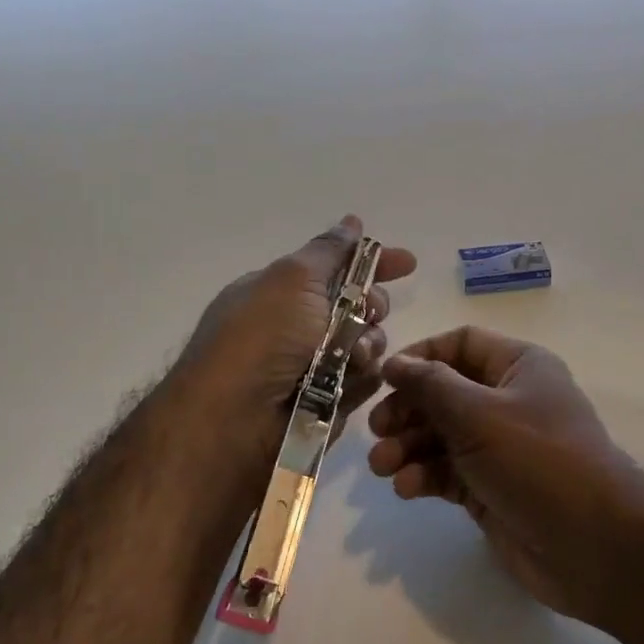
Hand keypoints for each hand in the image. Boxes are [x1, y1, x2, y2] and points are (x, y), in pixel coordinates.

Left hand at [173, 216, 417, 453]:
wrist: (236, 421)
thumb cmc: (260, 337)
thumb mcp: (291, 279)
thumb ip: (329, 251)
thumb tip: (352, 222)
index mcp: (281, 293)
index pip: (337, 268)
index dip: (373, 263)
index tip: (407, 263)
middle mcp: (298, 327)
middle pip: (361, 306)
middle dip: (372, 306)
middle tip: (367, 312)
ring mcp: (315, 366)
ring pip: (369, 344)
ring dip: (366, 344)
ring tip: (347, 357)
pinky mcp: (331, 401)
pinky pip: (366, 380)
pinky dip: (360, 378)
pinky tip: (345, 383)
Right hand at [366, 327, 643, 632]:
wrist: (595, 546)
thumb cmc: (538, 461)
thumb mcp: (479, 414)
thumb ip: (431, 386)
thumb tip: (394, 362)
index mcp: (518, 367)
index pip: (460, 344)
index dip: (421, 357)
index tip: (384, 379)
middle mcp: (508, 401)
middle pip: (444, 392)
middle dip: (408, 410)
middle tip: (377, 431)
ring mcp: (500, 448)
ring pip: (441, 436)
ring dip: (408, 447)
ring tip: (383, 467)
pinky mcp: (490, 488)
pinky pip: (448, 472)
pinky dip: (425, 476)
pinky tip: (408, 489)